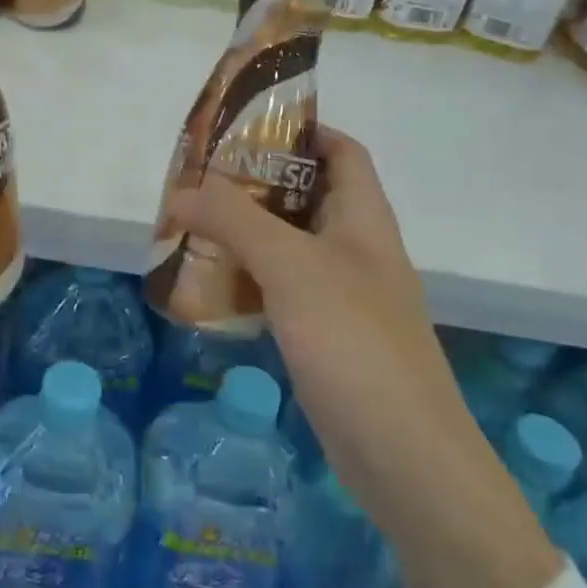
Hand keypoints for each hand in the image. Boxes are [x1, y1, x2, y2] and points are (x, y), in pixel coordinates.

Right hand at [168, 125, 562, 587]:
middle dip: (255, 183)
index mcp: (364, 218)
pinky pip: (283, 290)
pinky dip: (249, 278)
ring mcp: (344, 295)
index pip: (341, 151)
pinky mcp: (327, 336)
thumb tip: (181, 190)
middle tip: (198, 179)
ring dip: (246, 232)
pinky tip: (212, 285)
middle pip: (307, 195)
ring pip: (290, 245)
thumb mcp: (292, 268)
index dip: (300, 130)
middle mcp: (357, 249)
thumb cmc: (355, 343)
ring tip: (192, 225)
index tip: (243, 127)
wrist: (405, 459)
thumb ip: (235, 221)